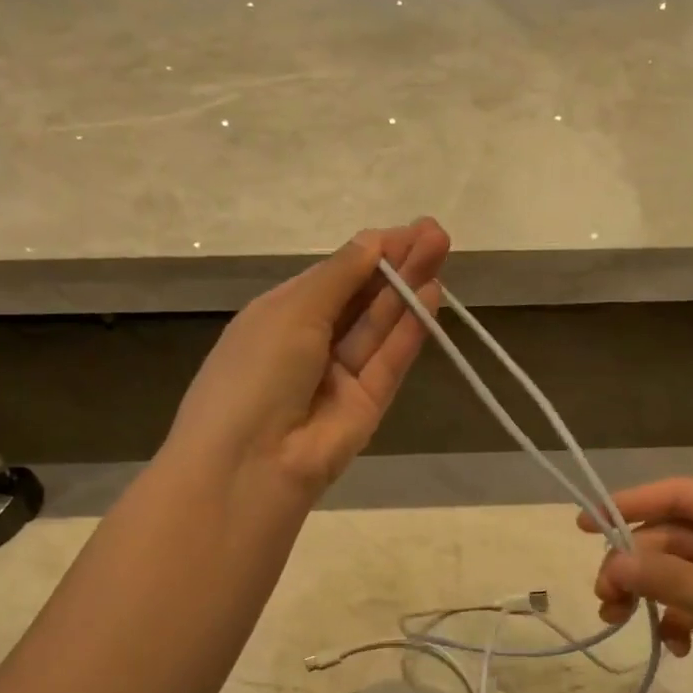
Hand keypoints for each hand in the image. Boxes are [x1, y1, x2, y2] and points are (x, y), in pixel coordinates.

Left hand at [165, 219, 450, 496]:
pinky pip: (389, 362)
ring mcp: (340, 379)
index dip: (369, 253)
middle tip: (437, 233)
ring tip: (441, 251)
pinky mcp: (367, 408)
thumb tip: (373, 242)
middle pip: (361, 300)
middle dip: (396, 265)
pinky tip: (432, 295)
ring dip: (408, 290)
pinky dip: (409, 331)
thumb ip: (338, 277)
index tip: (408, 229)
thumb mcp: (290, 311)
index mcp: (279, 318)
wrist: (251, 463)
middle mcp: (310, 345)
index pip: (332, 278)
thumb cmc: (255, 372)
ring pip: (379, 328)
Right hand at [583, 478, 692, 692]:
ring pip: (684, 568)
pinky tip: (676, 646)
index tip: (583, 525)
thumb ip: (672, 579)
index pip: (681, 493)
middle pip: (677, 535)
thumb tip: (612, 562)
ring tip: (623, 623)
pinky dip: (681, 617)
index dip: (629, 505)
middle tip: (605, 600)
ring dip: (653, 593)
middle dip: (638, 564)